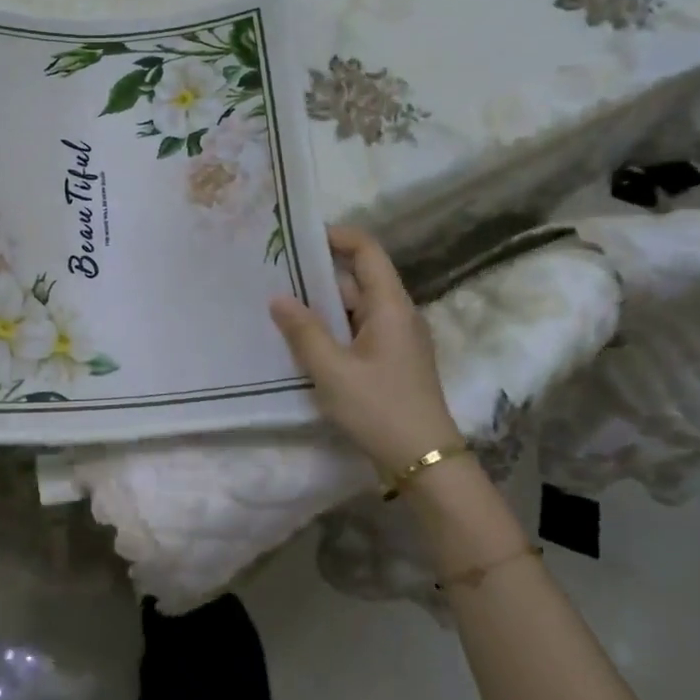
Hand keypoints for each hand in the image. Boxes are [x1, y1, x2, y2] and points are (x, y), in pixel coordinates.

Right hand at [268, 225, 462, 474]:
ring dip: (321, 304)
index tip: (298, 237)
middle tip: (274, 273)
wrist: (425, 462)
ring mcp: (396, 339)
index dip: (336, 236)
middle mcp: (397, 314)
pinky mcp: (391, 360)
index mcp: (390, 306)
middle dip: (317, 273)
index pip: (367, 251)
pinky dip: (331, 328)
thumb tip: (278, 298)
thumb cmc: (379, 408)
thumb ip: (303, 331)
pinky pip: (357, 330)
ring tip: (279, 305)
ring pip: (355, 307)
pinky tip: (302, 340)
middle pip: (358, 278)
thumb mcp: (332, 370)